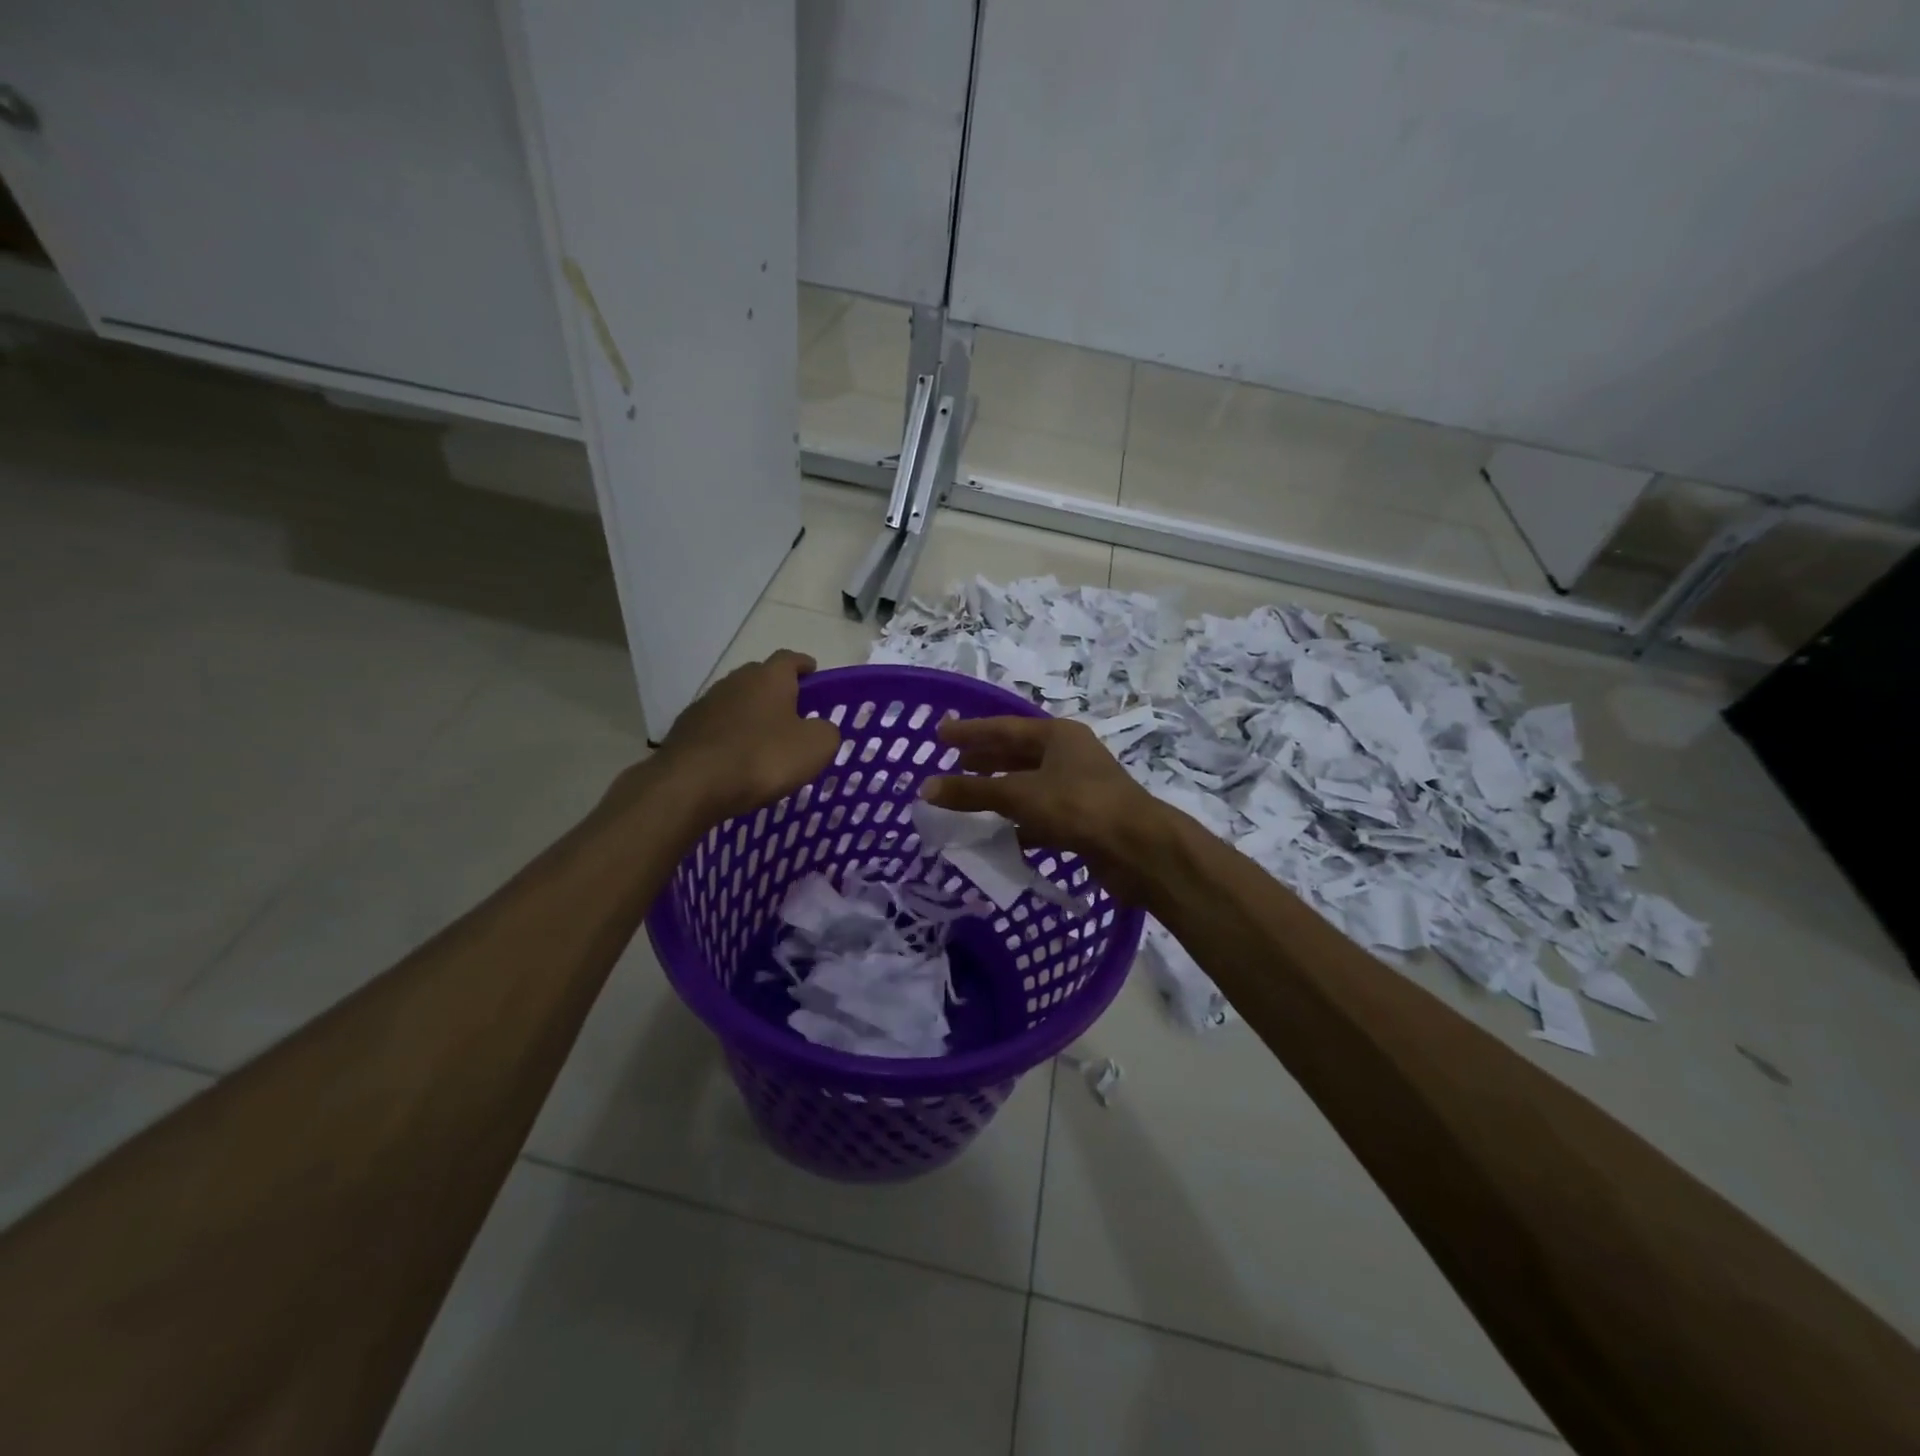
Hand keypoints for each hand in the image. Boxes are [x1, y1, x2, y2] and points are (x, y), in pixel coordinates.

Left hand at [647, 650, 840, 823]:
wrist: (691, 784)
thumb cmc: (762, 758)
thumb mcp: (815, 747)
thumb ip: (827, 731)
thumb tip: (820, 728)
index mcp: (769, 677)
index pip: (790, 659)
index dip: (804, 665)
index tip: (813, 672)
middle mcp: (735, 681)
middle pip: (760, 678)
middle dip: (777, 691)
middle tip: (793, 712)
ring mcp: (706, 704)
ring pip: (736, 702)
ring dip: (751, 715)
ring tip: (764, 739)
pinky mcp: (685, 730)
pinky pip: (717, 727)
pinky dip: (730, 736)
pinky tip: (736, 757)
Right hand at [919, 716, 1169, 904]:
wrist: (1138, 849)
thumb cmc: (1078, 807)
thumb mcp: (1019, 795)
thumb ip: (972, 792)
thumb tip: (926, 788)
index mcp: (1058, 736)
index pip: (1003, 728)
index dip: (970, 732)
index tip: (940, 735)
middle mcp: (1070, 755)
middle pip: (1017, 753)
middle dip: (984, 760)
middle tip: (952, 764)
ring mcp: (1079, 787)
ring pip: (1029, 784)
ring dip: (999, 791)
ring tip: (967, 797)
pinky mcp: (1083, 819)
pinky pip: (1041, 813)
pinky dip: (1018, 820)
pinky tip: (998, 832)